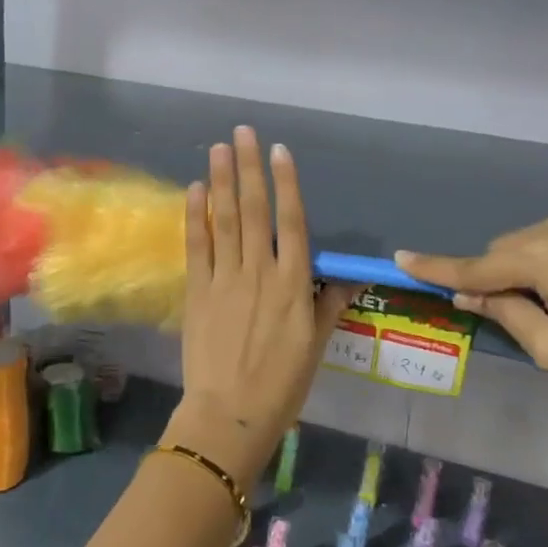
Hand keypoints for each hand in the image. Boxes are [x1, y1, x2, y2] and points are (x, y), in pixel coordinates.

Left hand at [166, 127, 355, 485]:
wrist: (231, 414)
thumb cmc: (282, 383)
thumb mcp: (316, 344)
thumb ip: (331, 303)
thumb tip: (352, 275)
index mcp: (293, 283)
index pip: (292, 221)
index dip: (286, 183)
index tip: (279, 150)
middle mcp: (260, 271)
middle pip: (255, 210)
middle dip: (249, 168)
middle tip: (242, 132)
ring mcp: (225, 279)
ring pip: (224, 220)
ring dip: (222, 180)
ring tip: (218, 147)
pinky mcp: (198, 291)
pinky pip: (197, 246)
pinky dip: (195, 216)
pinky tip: (195, 188)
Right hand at [397, 216, 547, 397]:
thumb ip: (505, 315)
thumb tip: (470, 294)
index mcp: (539, 257)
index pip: (472, 267)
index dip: (434, 267)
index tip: (400, 258)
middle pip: (502, 252)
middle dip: (496, 278)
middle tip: (516, 314)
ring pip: (531, 243)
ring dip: (527, 269)